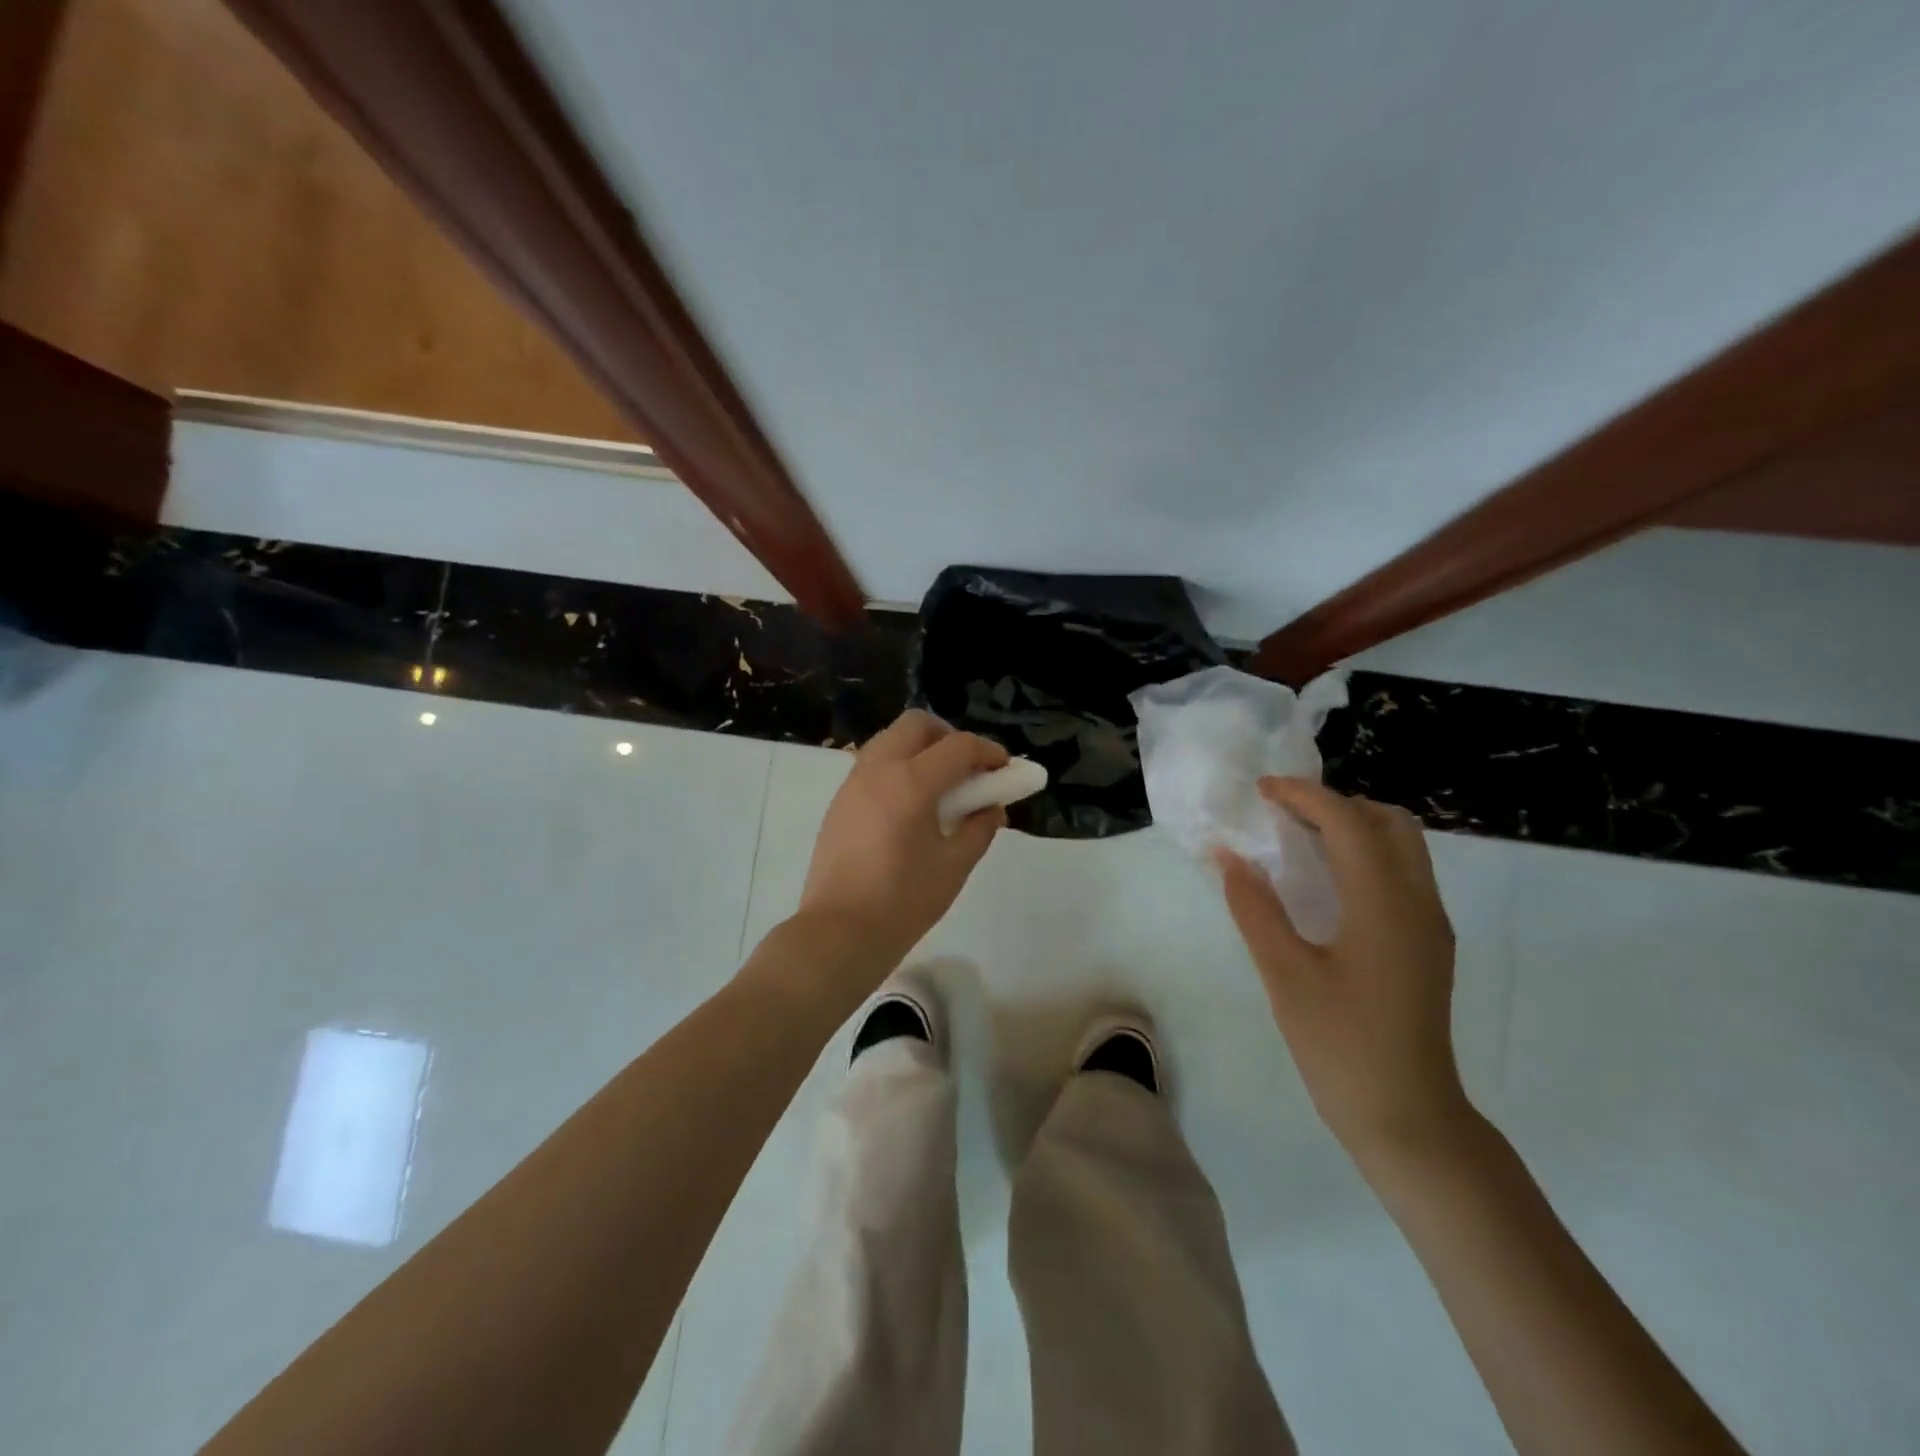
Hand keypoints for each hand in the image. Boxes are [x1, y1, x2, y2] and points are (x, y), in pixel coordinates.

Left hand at [796, 709, 1009, 984]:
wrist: (838, 932)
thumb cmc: (903, 902)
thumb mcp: (954, 866)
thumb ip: (979, 827)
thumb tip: (993, 807)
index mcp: (910, 783)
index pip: (958, 746)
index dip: (988, 752)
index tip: (1004, 769)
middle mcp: (878, 769)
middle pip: (917, 724)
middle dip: (949, 737)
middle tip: (968, 770)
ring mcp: (853, 782)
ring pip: (891, 739)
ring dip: (921, 749)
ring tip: (941, 788)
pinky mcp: (839, 800)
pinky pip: (874, 763)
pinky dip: (899, 766)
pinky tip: (911, 805)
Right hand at [1215, 777, 1468, 1161]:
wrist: (1408, 1118)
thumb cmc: (1342, 1045)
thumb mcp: (1285, 975)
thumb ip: (1255, 908)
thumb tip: (1229, 856)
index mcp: (1385, 904)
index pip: (1349, 822)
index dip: (1304, 796)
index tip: (1261, 790)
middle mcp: (1418, 903)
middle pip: (1390, 822)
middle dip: (1337, 804)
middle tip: (1284, 813)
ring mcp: (1428, 926)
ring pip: (1402, 847)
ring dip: (1353, 827)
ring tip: (1297, 839)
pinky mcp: (1426, 945)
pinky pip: (1401, 874)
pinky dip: (1364, 855)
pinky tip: (1324, 882)